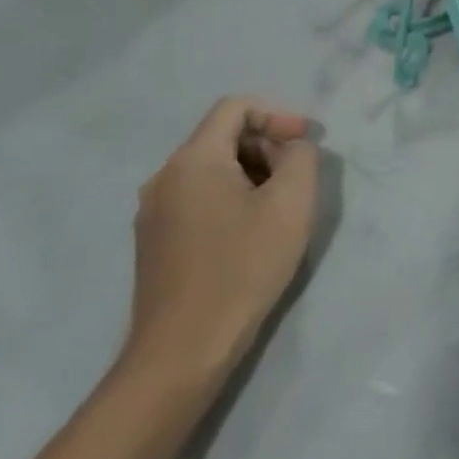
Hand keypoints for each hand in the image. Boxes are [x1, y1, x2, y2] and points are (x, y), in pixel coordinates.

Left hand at [125, 98, 319, 383]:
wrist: (183, 350)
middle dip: (266, 147)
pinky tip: (251, 234)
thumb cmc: (243, 268)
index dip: (277, 115)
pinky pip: (197, 199)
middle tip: (298, 179)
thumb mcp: (291, 204)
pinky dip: (230, 200)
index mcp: (193, 160)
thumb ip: (301, 158)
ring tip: (279, 209)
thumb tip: (292, 147)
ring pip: (211, 170)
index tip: (305, 143)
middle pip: (222, 137)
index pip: (235, 108)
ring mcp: (153, 213)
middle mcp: (164, 177)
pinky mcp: (154, 243)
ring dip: (251, 175)